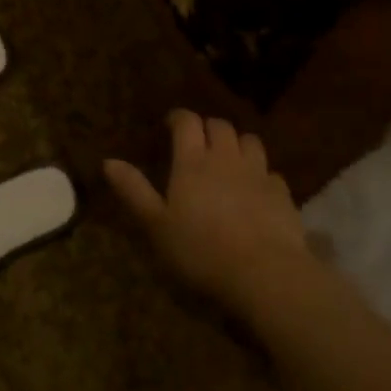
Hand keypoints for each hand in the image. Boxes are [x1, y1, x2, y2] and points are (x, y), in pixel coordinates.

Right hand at [105, 110, 317, 319]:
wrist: (263, 272)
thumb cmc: (200, 249)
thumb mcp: (156, 224)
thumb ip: (134, 190)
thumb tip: (108, 161)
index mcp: (192, 161)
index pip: (187, 122)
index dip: (178, 118)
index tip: (170, 124)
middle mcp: (226, 158)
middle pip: (219, 126)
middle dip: (207, 127)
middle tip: (197, 142)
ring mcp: (258, 173)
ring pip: (249, 141)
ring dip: (237, 143)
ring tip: (229, 158)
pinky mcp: (282, 193)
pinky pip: (270, 171)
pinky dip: (261, 173)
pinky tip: (256, 189)